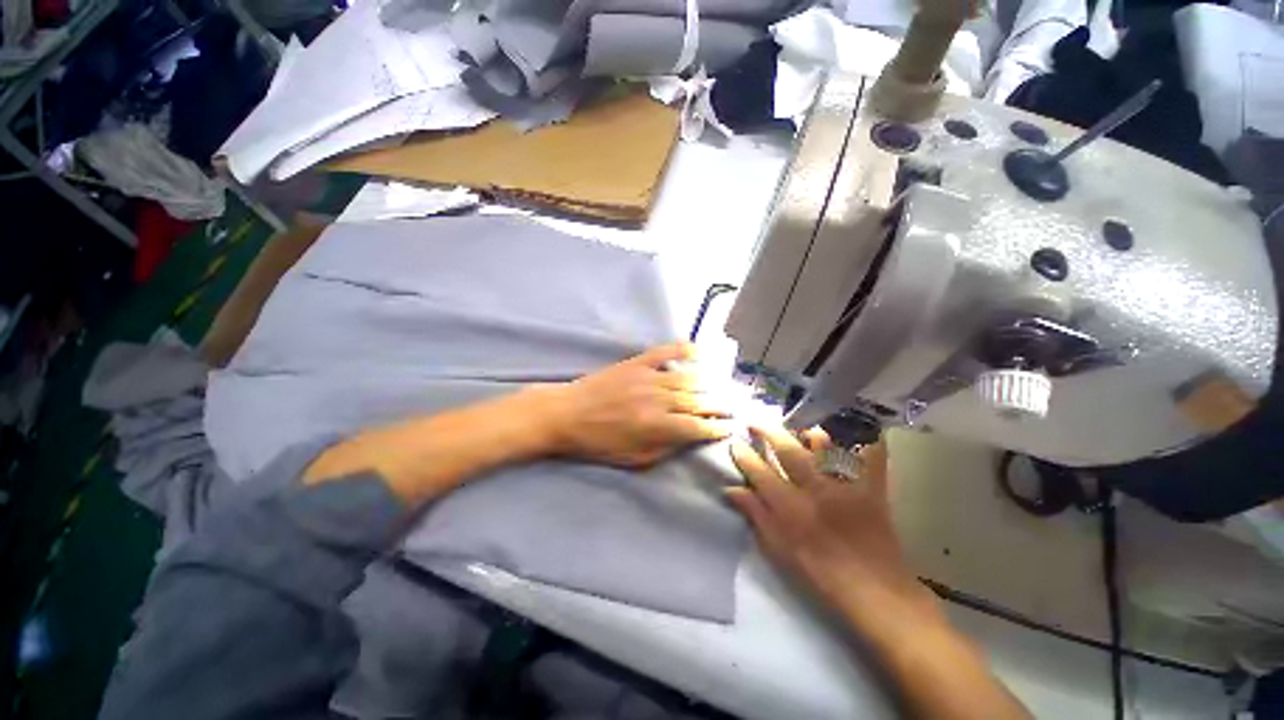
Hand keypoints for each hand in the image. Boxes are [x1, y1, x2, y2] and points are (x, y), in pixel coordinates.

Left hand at [538, 342, 733, 467]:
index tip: (730, 427)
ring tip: (722, 386)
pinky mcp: (636, 363)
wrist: (566, 414)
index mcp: (656, 426)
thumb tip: (690, 438)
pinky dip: (682, 349)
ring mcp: (647, 377)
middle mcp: (657, 399)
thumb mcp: (633, 458)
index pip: (697, 426)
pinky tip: (696, 351)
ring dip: (708, 383)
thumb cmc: (598, 442)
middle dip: (719, 405)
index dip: (717, 427)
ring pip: (687, 378)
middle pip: (697, 400)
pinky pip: (664, 352)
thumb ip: (665, 448)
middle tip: (733, 406)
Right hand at [727, 427, 936, 623]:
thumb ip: (756, 514)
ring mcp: (844, 485)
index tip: (735, 441)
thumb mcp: (779, 549)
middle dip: (768, 431)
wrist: (873, 589)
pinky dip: (864, 441)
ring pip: (825, 446)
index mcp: (790, 507)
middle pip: (787, 450)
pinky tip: (855, 432)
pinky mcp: (871, 488)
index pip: (759, 471)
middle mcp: (814, 489)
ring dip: (809, 433)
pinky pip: (869, 456)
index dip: (744, 454)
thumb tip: (731, 489)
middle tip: (756, 421)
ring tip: (800, 428)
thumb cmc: (819, 572)